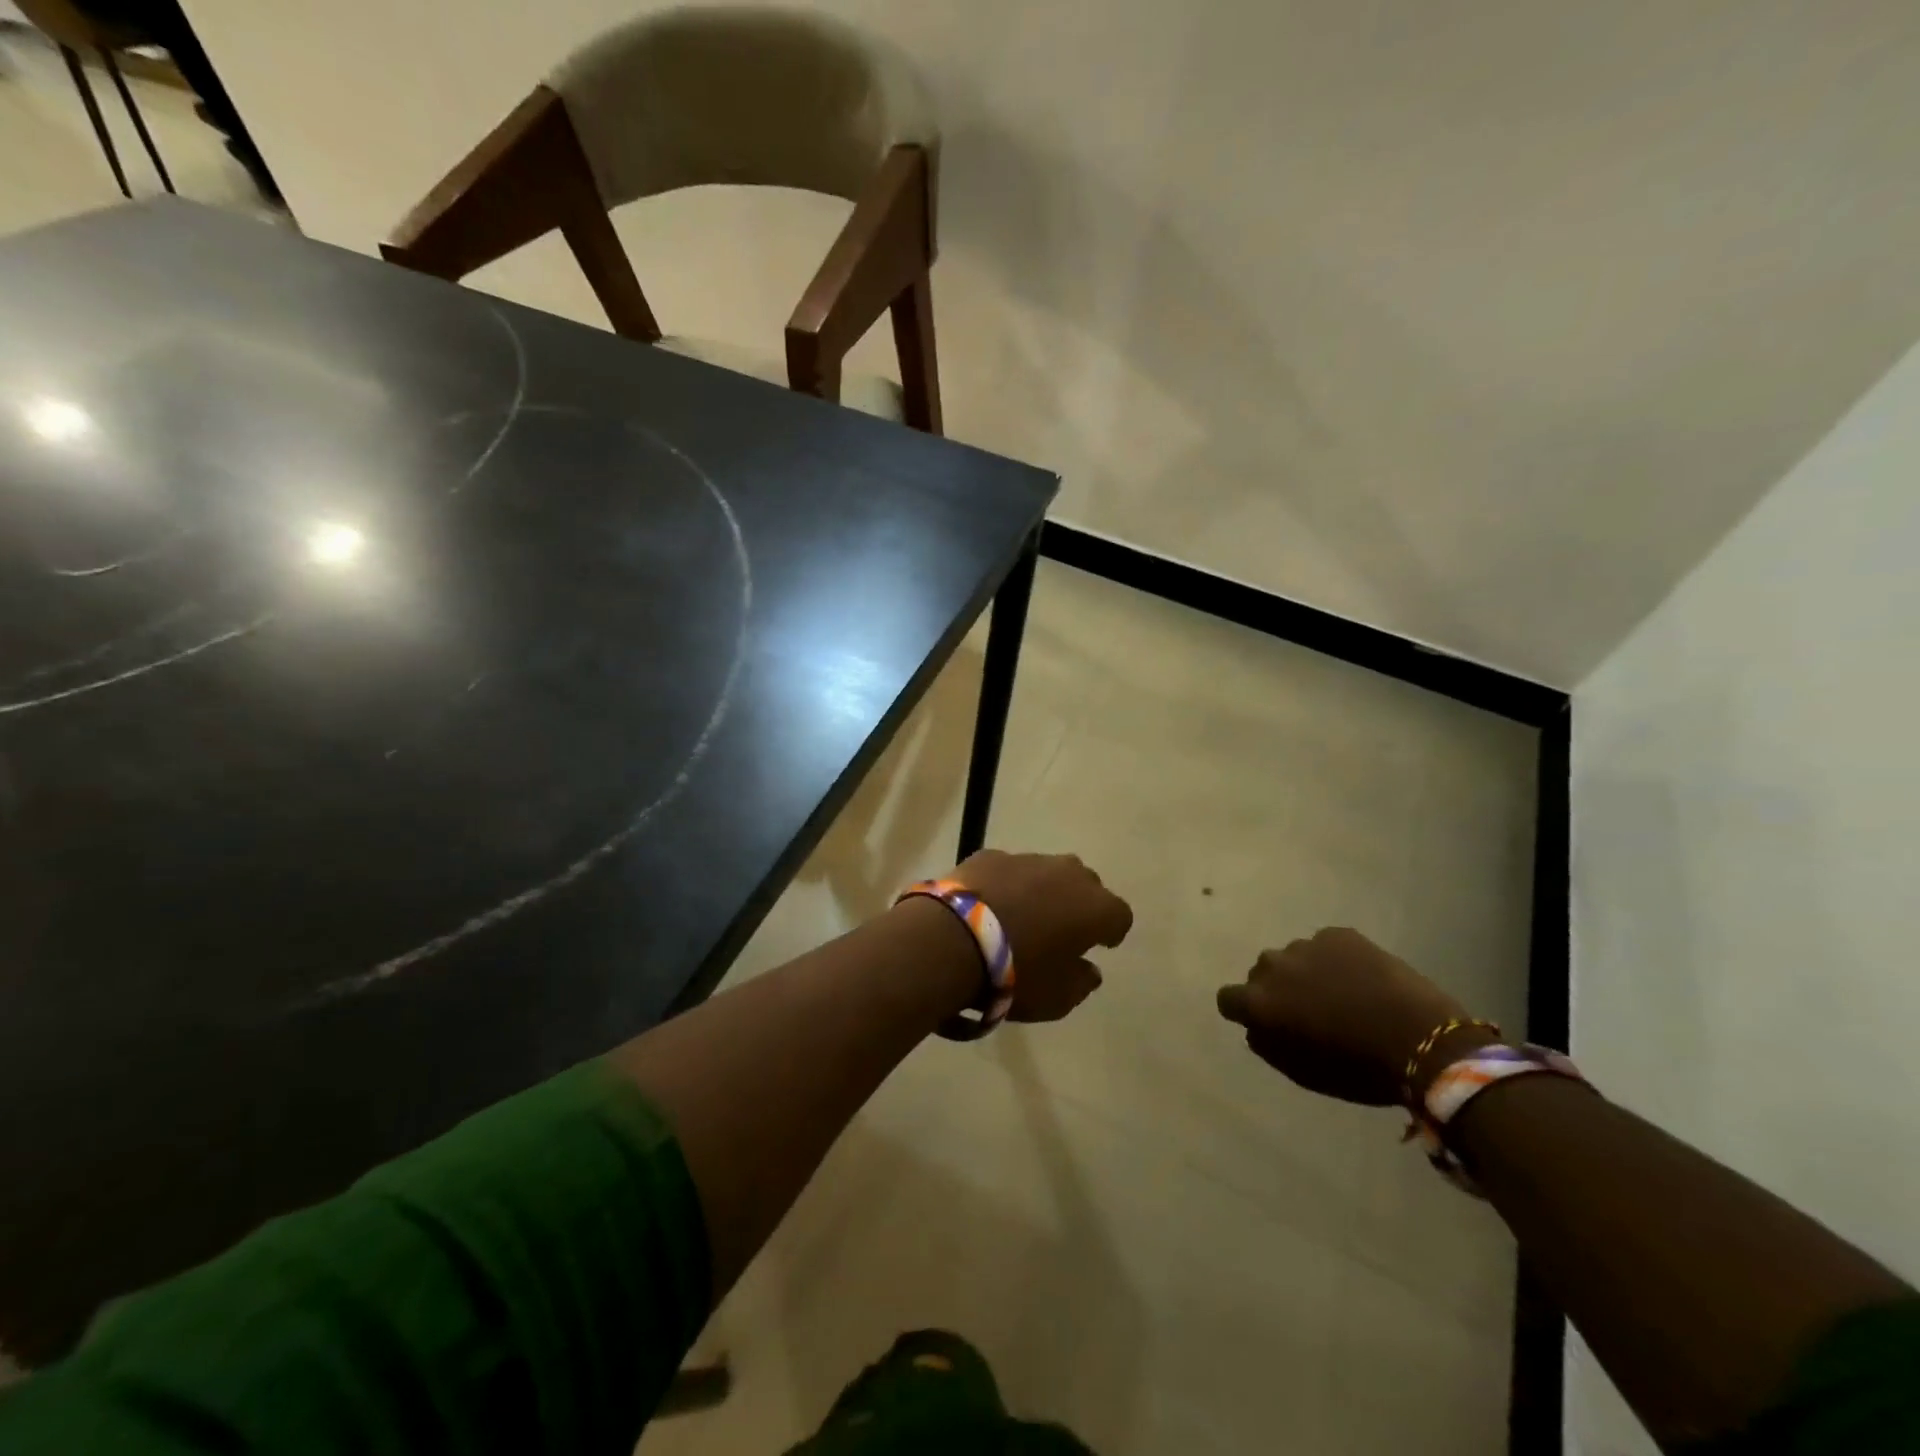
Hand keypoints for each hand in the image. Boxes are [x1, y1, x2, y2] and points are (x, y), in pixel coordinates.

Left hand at [949, 850, 1132, 1021]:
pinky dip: (1006, 886)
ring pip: (1046, 872)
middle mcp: (1068, 873)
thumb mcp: (1058, 998)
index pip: (1120, 916)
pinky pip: (1008, 871)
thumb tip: (1088, 969)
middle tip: (1062, 929)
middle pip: (1086, 885)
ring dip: (1042, 891)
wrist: (953, 938)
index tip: (1100, 945)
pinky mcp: (991, 855)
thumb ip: (1082, 982)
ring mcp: (1028, 859)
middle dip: (1078, 904)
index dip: (1112, 931)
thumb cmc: (1017, 974)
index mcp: (1095, 907)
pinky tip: (989, 907)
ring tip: (1022, 916)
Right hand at [1216, 928, 1479, 1105]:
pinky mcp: (1338, 934)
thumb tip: (1256, 1028)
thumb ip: (1269, 1046)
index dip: (1243, 1010)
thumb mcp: (1304, 1072)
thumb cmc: (1358, 1069)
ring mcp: (1306, 945)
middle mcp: (1272, 966)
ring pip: (1293, 958)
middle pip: (1261, 973)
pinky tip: (1363, 980)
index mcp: (1260, 1002)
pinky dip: (1337, 960)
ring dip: (1306, 972)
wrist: (1422, 1040)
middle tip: (1309, 1009)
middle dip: (1278, 988)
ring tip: (1341, 993)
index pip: (1228, 998)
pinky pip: (1326, 946)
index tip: (1264, 1021)